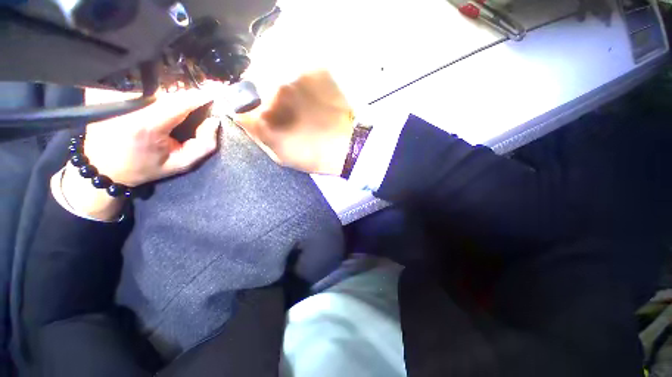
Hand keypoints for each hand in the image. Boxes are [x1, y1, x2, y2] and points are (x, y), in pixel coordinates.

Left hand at [60, 87, 220, 219]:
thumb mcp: (181, 164)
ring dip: (171, 94)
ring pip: (153, 88)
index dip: (198, 97)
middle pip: (167, 93)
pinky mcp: (105, 94)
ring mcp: (114, 98)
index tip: (213, 95)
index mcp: (147, 125)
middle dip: (186, 96)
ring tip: (182, 102)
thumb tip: (214, 121)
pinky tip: (158, 101)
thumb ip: (204, 145)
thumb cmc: (144, 167)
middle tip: (201, 101)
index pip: (179, 103)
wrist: (103, 168)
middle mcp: (129, 107)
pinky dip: (154, 93)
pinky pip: (138, 87)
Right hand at [233, 70, 354, 174]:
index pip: (235, 103)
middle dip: (260, 93)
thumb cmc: (313, 156)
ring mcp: (294, 76)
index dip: (243, 106)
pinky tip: (312, 94)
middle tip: (280, 106)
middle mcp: (272, 91)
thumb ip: (257, 134)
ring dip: (279, 83)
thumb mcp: (280, 155)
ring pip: (274, 70)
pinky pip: (298, 68)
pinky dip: (300, 79)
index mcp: (263, 119)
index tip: (250, 110)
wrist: (347, 145)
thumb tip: (242, 116)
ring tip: (298, 100)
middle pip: (253, 82)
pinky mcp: (314, 69)